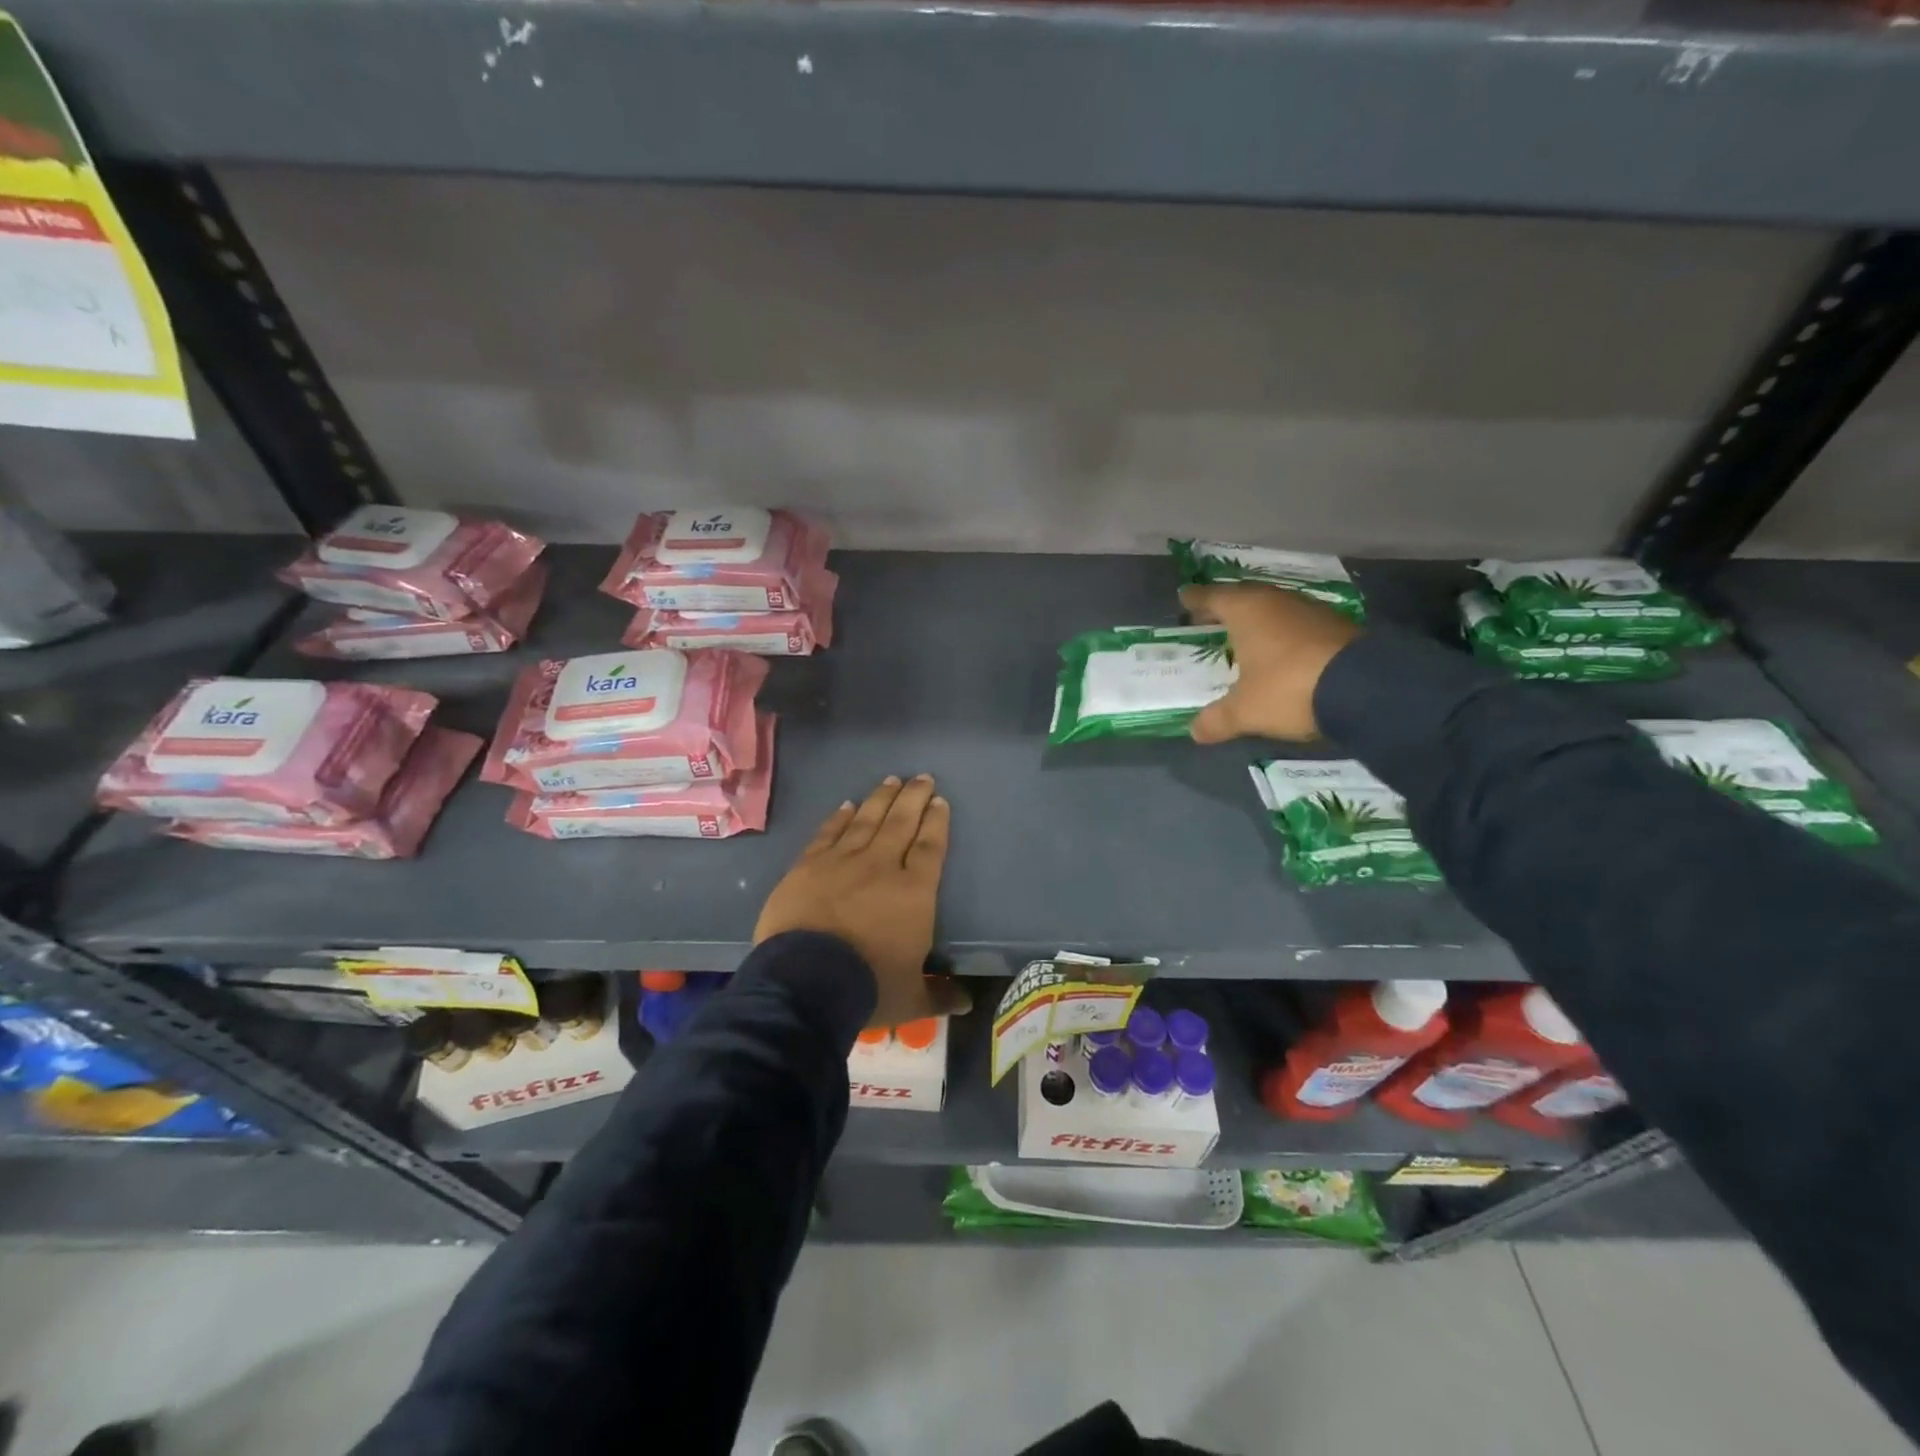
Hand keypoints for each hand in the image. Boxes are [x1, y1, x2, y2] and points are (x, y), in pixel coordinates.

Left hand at [755, 775, 970, 1027]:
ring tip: (892, 779)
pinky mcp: (808, 865)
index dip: (937, 822)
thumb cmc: (868, 987)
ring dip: (881, 798)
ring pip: (867, 820)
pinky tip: (848, 805)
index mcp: (914, 892)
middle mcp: (882, 866)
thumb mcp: (911, 999)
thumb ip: (938, 995)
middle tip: (923, 777)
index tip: (940, 801)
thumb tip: (966, 1003)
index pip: (930, 847)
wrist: (807, 981)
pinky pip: (829, 833)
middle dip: (914, 797)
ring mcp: (842, 862)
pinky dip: (840, 818)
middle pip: (902, 822)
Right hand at [1179, 583, 1364, 742]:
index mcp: (1246, 610)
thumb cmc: (1288, 688)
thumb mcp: (1245, 711)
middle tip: (1209, 618)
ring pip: (1273, 608)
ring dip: (1257, 620)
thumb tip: (1194, 731)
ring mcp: (1310, 610)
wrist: (1365, 687)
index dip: (1195, 599)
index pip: (1212, 597)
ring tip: (1243, 636)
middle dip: (1225, 607)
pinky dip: (1282, 632)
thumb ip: (1217, 719)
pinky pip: (1297, 623)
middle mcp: (1276, 601)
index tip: (1184, 598)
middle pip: (1244, 597)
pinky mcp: (1336, 625)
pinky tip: (1280, 650)